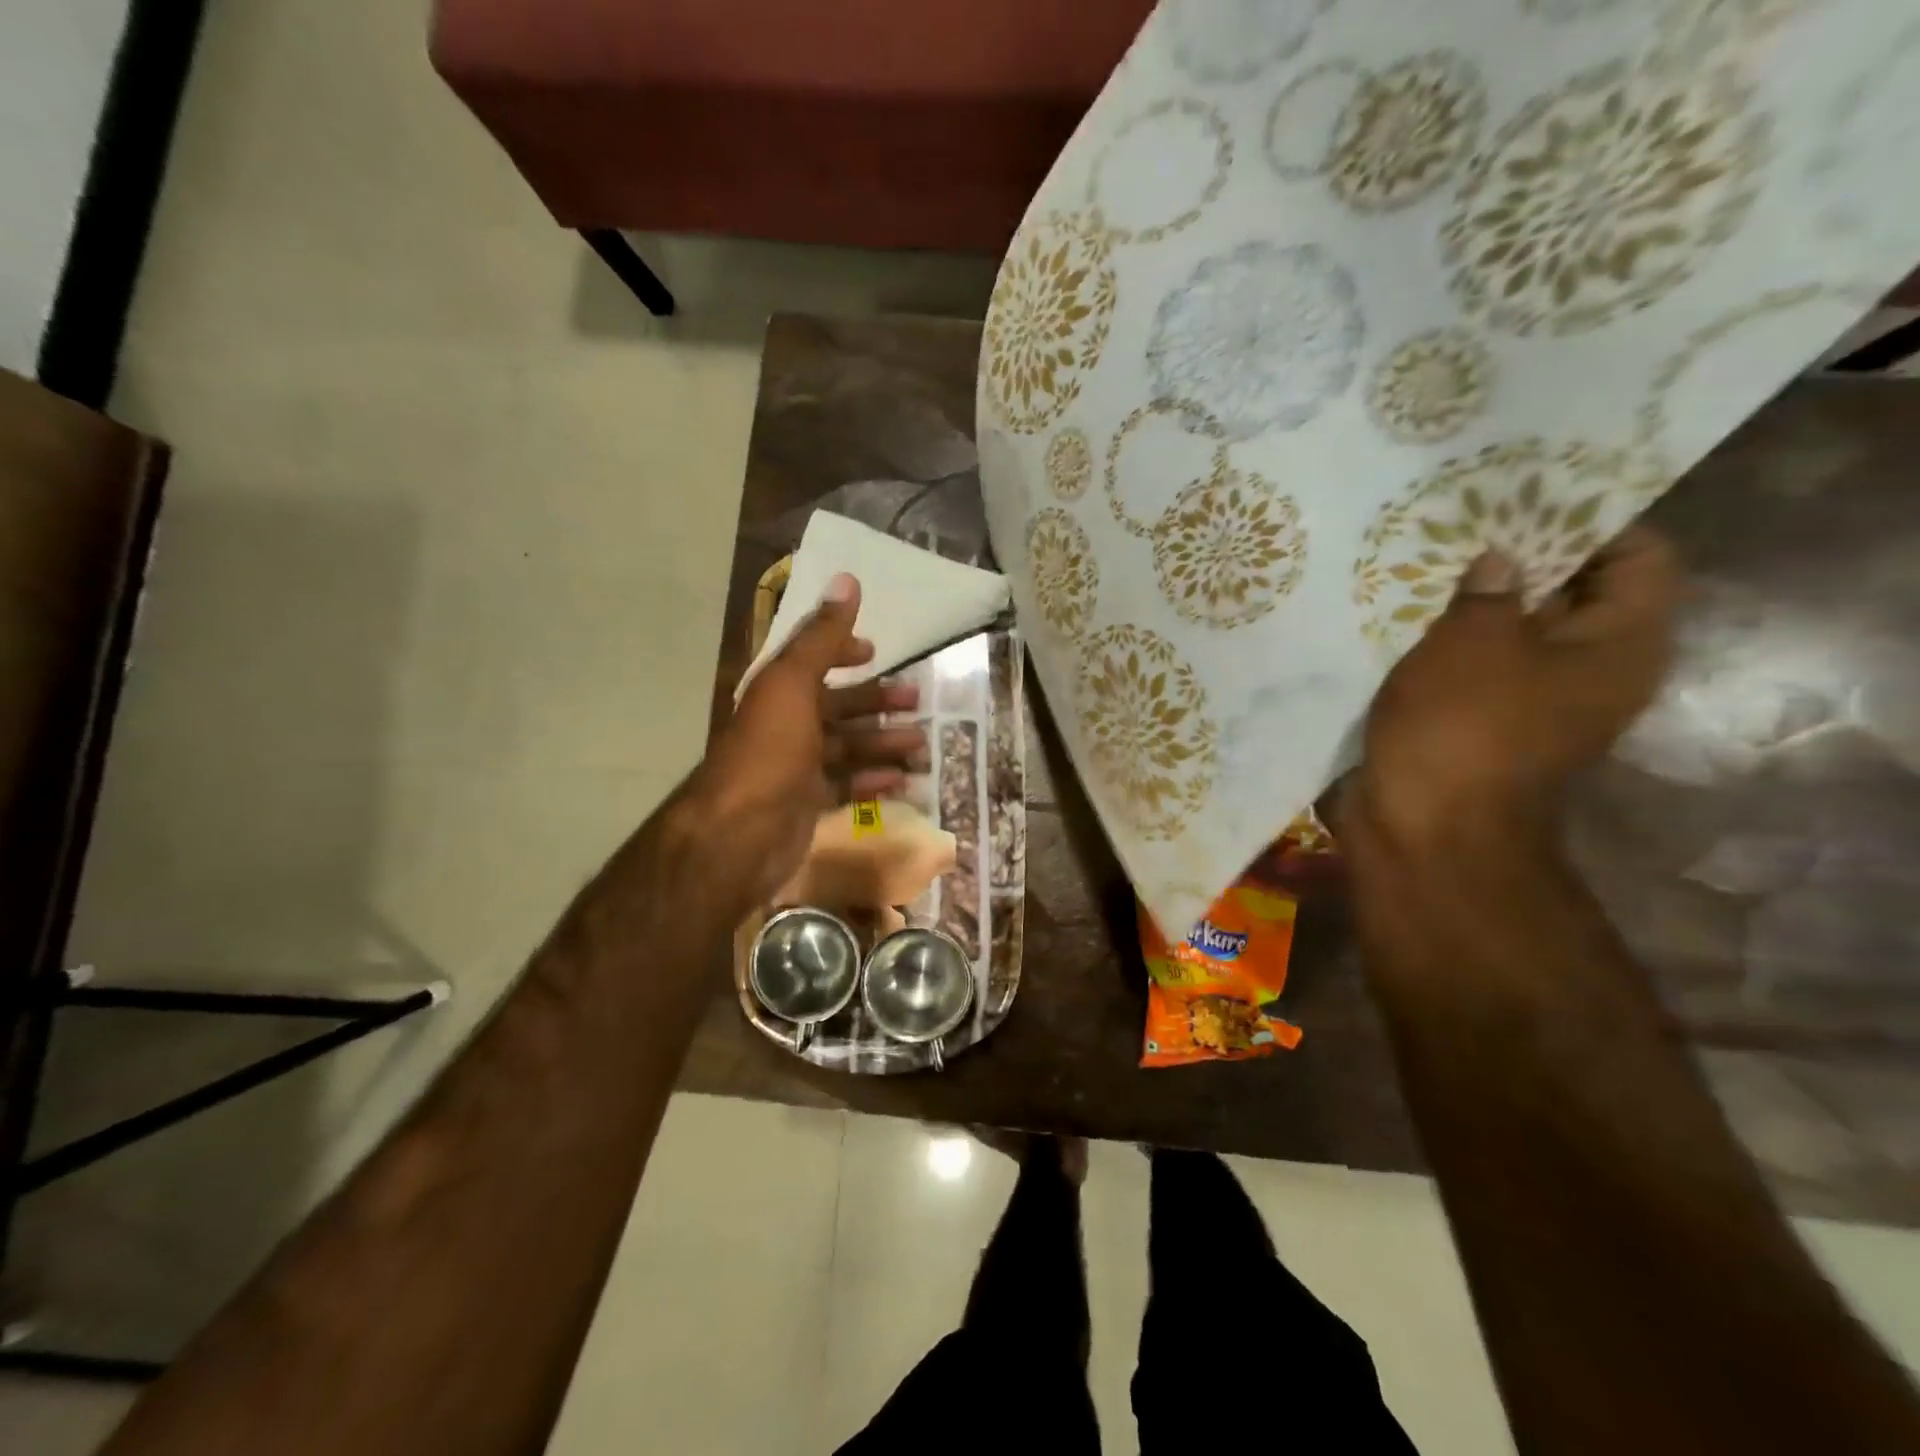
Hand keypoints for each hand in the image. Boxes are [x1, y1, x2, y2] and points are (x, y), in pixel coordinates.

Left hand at [692, 573, 927, 909]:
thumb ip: (822, 636)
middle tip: (919, 703)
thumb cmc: (770, 750)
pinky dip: (874, 782)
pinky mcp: (809, 804)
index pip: (813, 662)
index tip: (876, 652)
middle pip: (838, 707)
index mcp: (780, 692)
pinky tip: (902, 783)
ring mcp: (798, 768)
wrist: (740, 833)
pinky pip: (847, 786)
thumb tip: (847, 578)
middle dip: (877, 703)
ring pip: (848, 748)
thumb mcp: (794, 684)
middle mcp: (787, 726)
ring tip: (922, 746)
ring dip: (884, 744)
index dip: (843, 652)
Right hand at [1342, 525, 1681, 852]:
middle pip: (1572, 590)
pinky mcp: (1480, 719)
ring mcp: (1531, 698)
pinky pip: (1473, 663)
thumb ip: (1491, 588)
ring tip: (1425, 560)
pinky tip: (1401, 614)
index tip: (1527, 494)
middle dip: (1520, 555)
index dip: (1590, 519)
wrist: (1422, 826)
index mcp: (1619, 645)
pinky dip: (1445, 640)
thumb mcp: (1474, 642)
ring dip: (1472, 600)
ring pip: (1513, 629)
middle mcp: (1589, 669)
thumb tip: (1500, 562)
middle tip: (1464, 520)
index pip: (1640, 555)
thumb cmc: (1463, 728)